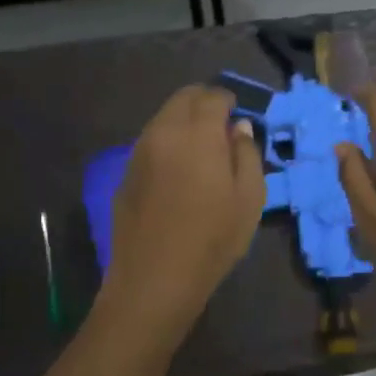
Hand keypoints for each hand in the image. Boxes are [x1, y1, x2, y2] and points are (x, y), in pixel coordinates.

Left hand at [100, 86, 264, 337]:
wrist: (155, 279)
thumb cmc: (213, 239)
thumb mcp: (250, 198)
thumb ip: (247, 154)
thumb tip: (239, 129)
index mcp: (197, 134)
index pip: (212, 96)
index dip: (229, 100)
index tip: (239, 115)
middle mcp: (163, 132)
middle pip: (183, 98)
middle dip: (204, 103)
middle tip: (222, 126)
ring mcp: (139, 152)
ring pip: (163, 118)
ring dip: (184, 122)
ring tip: (202, 150)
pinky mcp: (125, 174)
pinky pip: (151, 142)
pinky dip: (168, 143)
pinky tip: (179, 172)